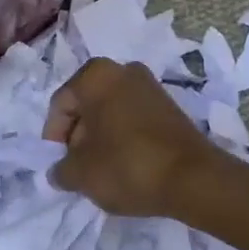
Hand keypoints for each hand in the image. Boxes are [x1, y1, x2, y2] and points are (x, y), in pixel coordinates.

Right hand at [43, 57, 224, 217]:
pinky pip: (133, 118)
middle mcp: (123, 70)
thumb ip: (60, 169)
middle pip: (87, 104)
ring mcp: (150, 86)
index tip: (59, 164)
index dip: (54, 137)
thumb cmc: (127, 165)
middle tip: (79, 167)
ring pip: (110, 111)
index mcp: (95, 75)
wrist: (194, 179)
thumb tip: (60, 171)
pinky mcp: (170, 106)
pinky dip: (123, 137)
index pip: (61, 104)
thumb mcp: (80, 174)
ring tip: (102, 169)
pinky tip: (126, 164)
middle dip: (78, 135)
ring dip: (101, 137)